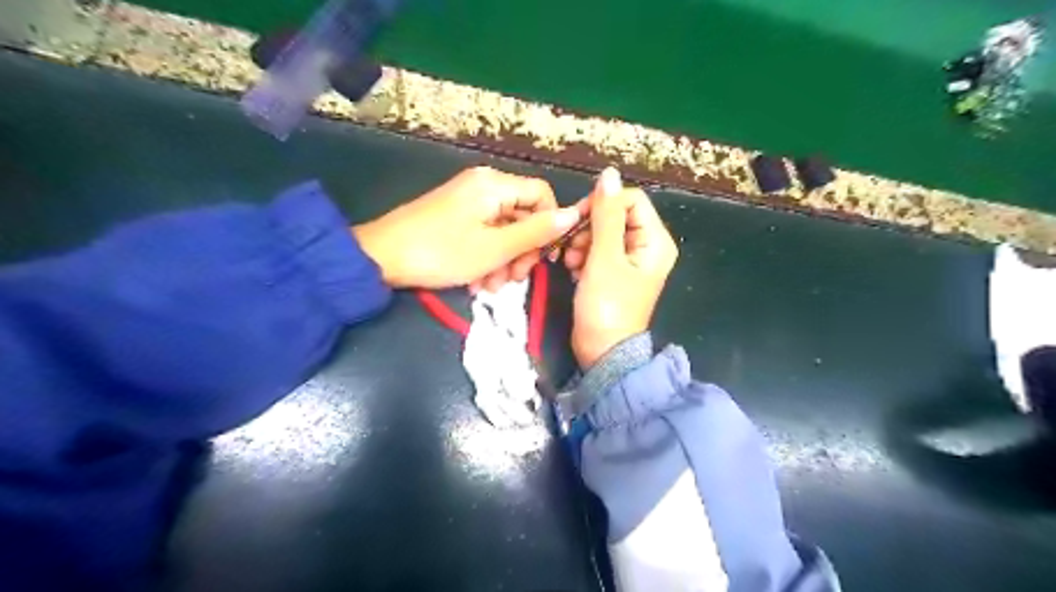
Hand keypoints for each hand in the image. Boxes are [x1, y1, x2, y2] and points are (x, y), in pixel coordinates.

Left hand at [354, 165, 585, 289]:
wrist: (381, 258)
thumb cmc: (442, 252)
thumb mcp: (496, 248)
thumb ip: (537, 232)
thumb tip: (574, 214)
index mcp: (495, 185)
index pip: (543, 195)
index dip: (551, 226)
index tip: (546, 258)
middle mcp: (483, 186)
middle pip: (523, 215)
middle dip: (523, 250)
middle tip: (514, 278)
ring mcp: (467, 201)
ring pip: (504, 230)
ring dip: (504, 260)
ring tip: (490, 286)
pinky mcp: (454, 217)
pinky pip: (484, 234)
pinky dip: (486, 258)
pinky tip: (477, 282)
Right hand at [569, 167, 675, 363]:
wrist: (602, 352)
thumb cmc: (606, 306)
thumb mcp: (604, 258)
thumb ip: (606, 215)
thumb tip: (609, 174)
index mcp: (655, 241)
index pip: (630, 200)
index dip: (602, 204)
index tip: (577, 221)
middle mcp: (647, 246)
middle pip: (616, 215)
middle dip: (589, 227)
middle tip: (571, 248)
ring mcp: (631, 260)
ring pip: (603, 232)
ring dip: (582, 242)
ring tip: (571, 263)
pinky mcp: (615, 272)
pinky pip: (598, 249)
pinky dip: (583, 256)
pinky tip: (574, 270)